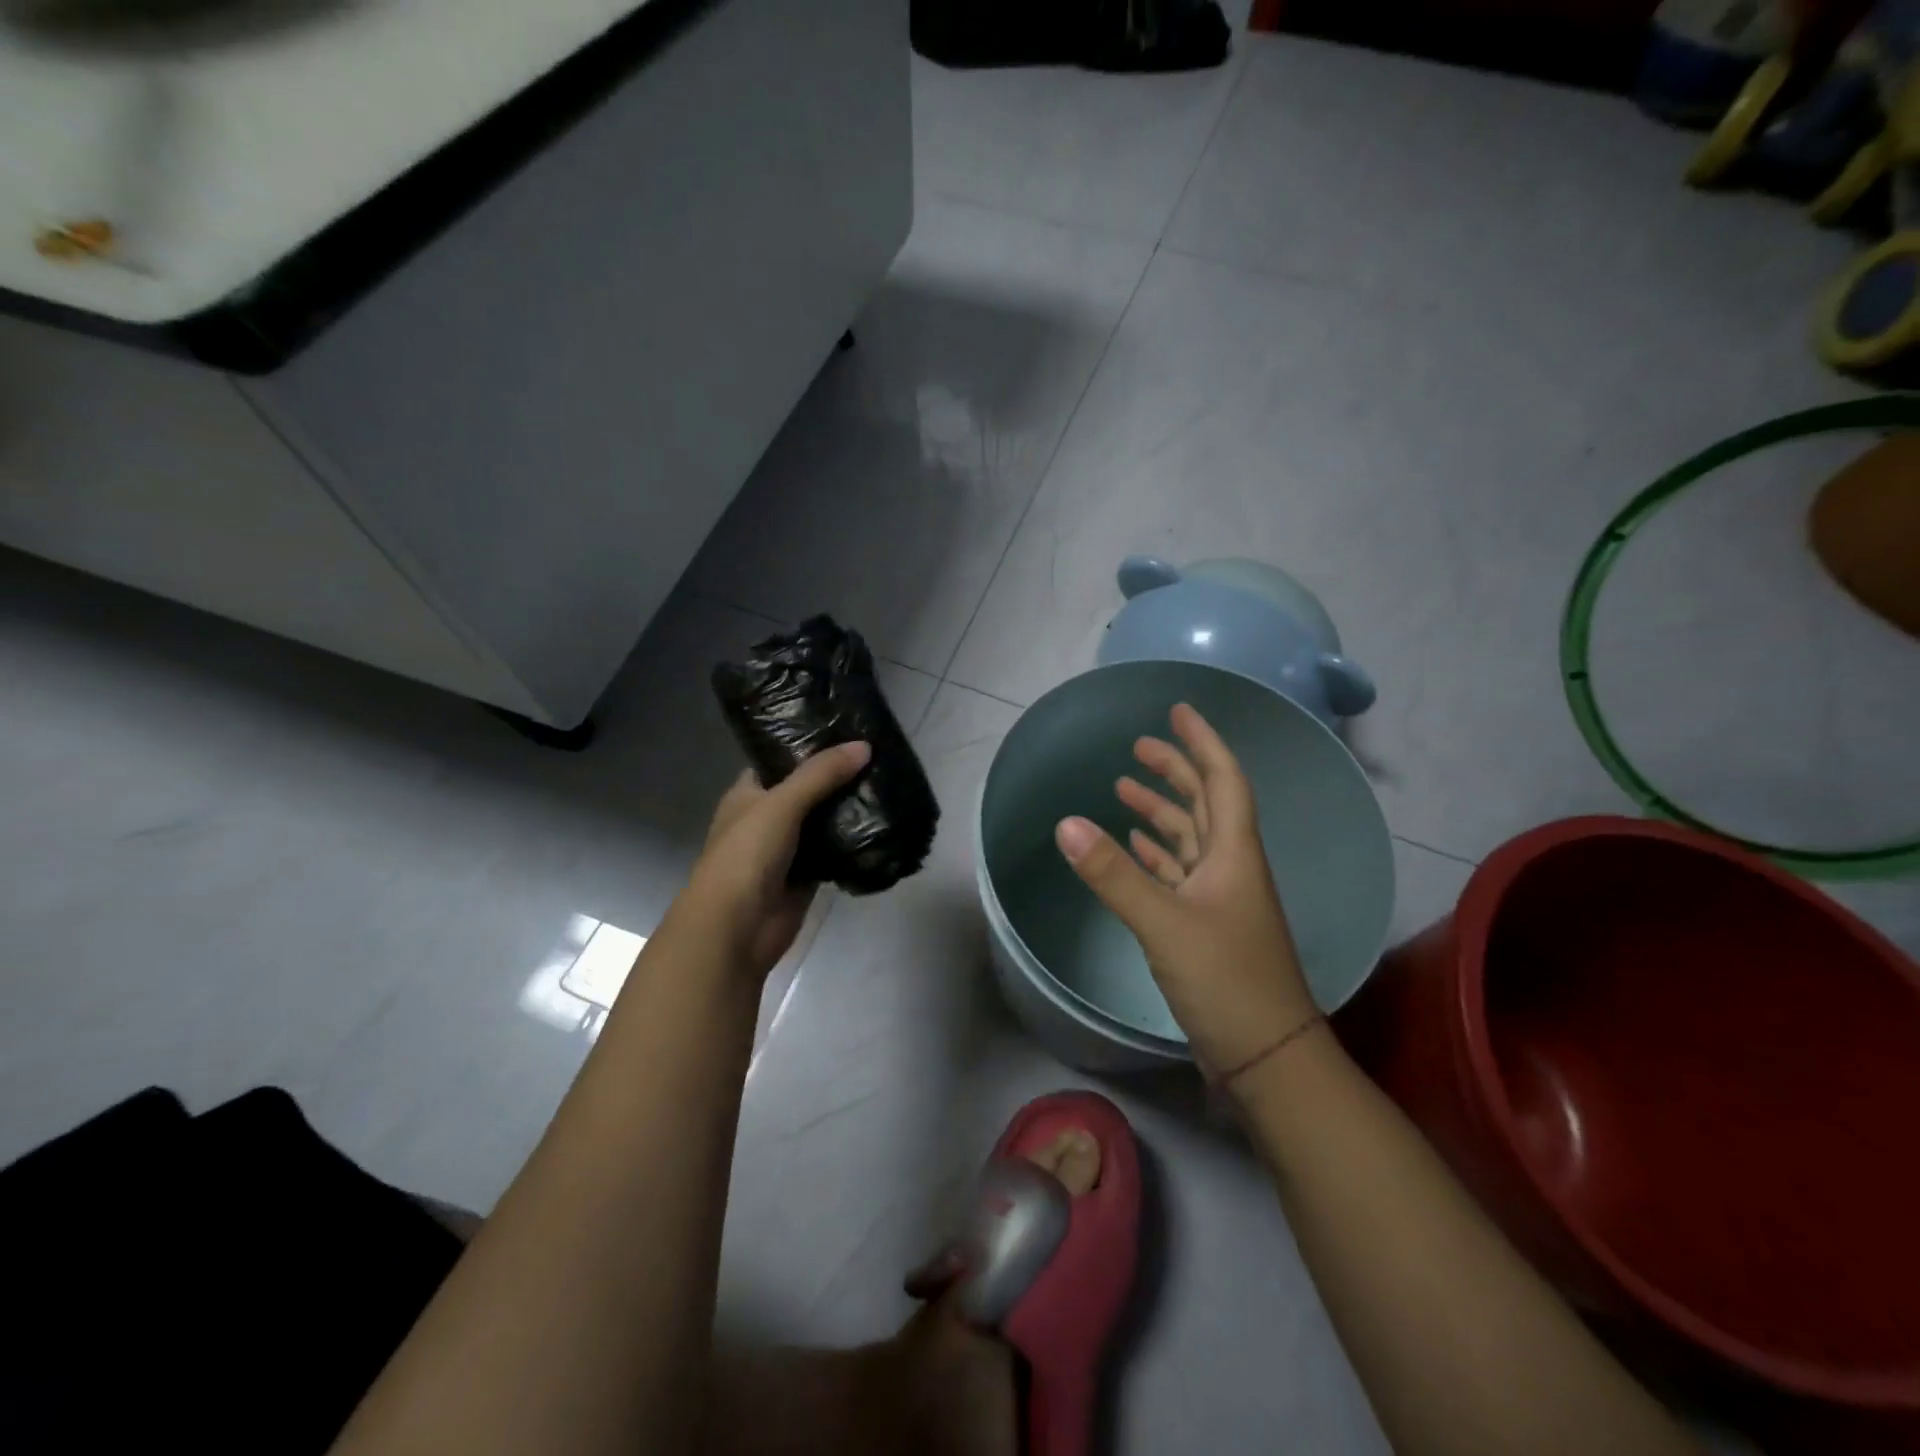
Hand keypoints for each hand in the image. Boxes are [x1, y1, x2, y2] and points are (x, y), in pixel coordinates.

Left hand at [676, 741, 871, 981]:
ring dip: (848, 809)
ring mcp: (787, 849)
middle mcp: (766, 818)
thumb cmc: (746, 855)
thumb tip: (864, 746)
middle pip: (807, 790)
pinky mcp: (807, 876)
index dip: (808, 746)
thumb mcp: (782, 803)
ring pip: (823, 822)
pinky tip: (882, 825)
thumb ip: (821, 774)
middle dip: (838, 777)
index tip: (846, 731)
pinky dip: (853, 843)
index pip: (779, 760)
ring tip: (887, 783)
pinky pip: (834, 852)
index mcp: (748, 794)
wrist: (736, 928)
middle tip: (878, 756)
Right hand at [1054, 703, 1315, 1079]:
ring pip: (1190, 839)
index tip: (1178, 711)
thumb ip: (1113, 874)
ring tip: (1124, 790)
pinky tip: (1135, 846)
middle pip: (1205, 803)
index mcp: (1233, 853)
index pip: (1222, 779)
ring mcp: (1220, 898)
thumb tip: (1065, 823)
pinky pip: (1179, 873)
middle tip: (1139, 747)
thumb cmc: (1226, 979)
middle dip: (1175, 771)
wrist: (1267, 1056)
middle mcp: (1231, 867)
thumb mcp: (1164, 923)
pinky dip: (1157, 854)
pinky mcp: (1206, 925)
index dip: (1202, 742)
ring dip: (1161, 811)